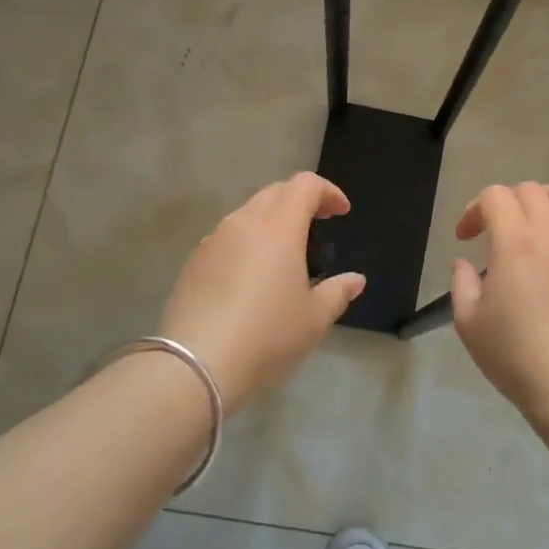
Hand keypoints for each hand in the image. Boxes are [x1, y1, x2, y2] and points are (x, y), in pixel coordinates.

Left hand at [160, 173, 365, 406]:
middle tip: (318, 223)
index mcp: (279, 227)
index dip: (328, 192)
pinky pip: (227, 238)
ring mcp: (213, 240)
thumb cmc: (267, 335)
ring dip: (271, 220)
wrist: (197, 363)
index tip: (342, 212)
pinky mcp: (194, 262)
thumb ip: (337, 292)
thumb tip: (355, 280)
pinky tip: (251, 275)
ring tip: (285, 251)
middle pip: (275, 192)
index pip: (305, 185)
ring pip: (247, 213)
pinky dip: (247, 242)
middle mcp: (244, 222)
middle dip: (300, 200)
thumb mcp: (314, 319)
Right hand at [451, 183, 548, 416]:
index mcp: (515, 239)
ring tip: (534, 227)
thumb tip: (465, 264)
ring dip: (544, 202)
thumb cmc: (514, 353)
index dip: (474, 210)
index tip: (465, 238)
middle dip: (506, 203)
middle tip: (495, 232)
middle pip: (531, 190)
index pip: (495, 196)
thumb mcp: (468, 322)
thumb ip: (462, 283)